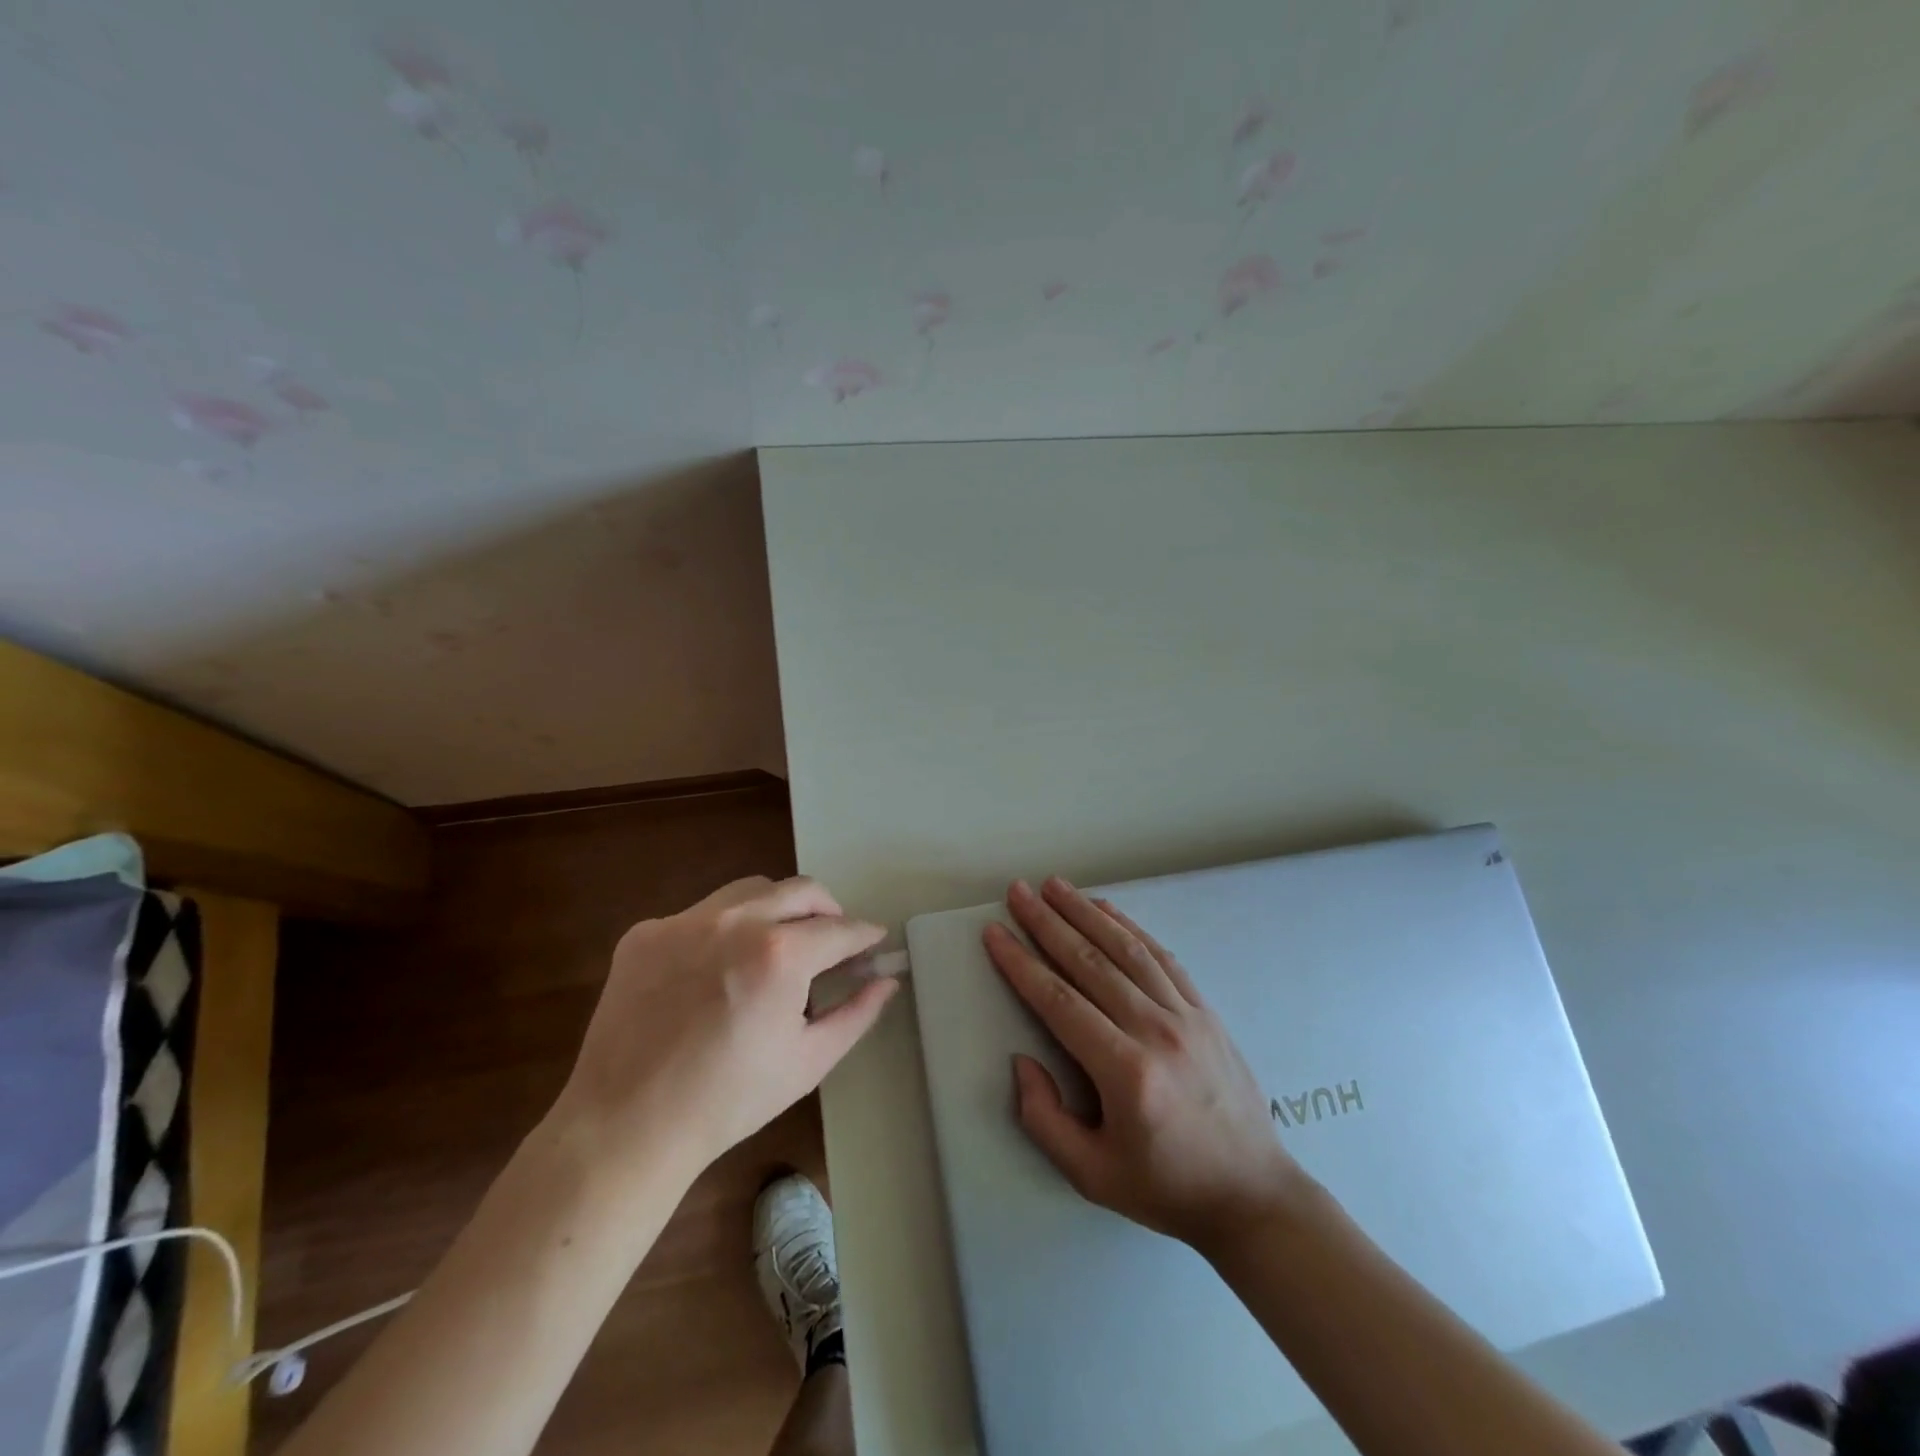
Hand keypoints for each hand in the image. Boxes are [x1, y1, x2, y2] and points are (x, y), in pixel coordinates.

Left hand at [556, 876, 896, 1177]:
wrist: (625, 1127)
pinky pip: (701, 914)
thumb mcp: (808, 1062)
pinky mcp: (647, 932)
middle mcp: (735, 921)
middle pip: (801, 890)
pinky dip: (724, 930)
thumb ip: (857, 1013)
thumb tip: (886, 980)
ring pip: (751, 890)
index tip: (874, 941)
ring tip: (778, 945)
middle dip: (828, 909)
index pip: (840, 928)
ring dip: (778, 908)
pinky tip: (717, 970)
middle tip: (833, 938)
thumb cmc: (729, 1101)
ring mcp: (685, 921)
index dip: (865, 935)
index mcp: (780, 954)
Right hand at [983, 877, 1305, 1251]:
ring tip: (1055, 886)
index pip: (1059, 1001)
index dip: (1021, 963)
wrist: (1254, 1195)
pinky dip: (1130, 928)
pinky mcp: (1205, 1011)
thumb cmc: (1166, 1188)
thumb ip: (1044, 1119)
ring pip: (1126, 949)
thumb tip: (1022, 1061)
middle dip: (1047, 922)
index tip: (995, 933)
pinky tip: (1106, 910)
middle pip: (1090, 962)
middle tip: (1018, 891)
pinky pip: (1162, 957)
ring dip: (1086, 913)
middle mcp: (1156, 1031)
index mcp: (1125, 1072)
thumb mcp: (1091, 1175)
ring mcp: (1186, 1016)